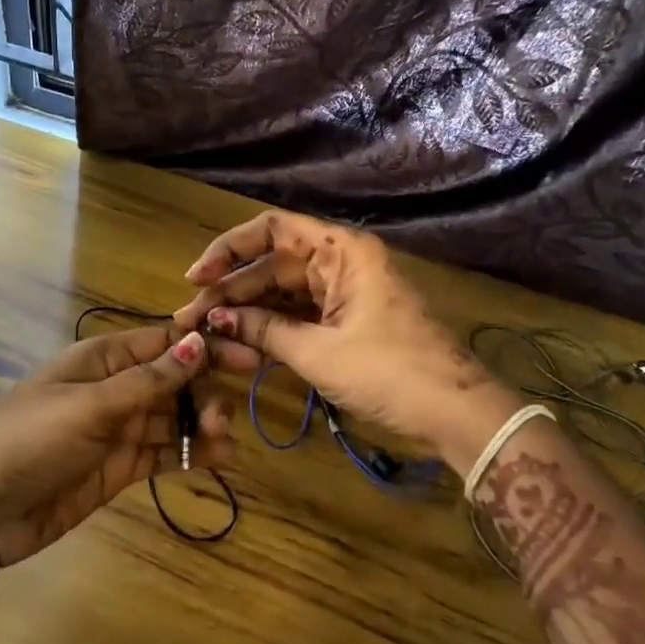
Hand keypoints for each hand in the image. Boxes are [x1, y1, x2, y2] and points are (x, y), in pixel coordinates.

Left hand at [0, 326, 241, 576]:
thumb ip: (147, 380)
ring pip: (173, 418)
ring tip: (224, 440)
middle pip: (174, 379)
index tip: (247, 352)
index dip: (204, 344)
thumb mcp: (88, 406)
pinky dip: (192, 454)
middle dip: (205, 389)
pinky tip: (219, 459)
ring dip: (202, 424)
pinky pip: (164, 453)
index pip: (163, 341)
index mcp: (102, 359)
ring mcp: (117, 429)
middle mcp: (114, 388)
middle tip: (229, 413)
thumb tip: (197, 342)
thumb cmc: (27, 440)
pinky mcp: (119, 467)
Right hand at [172, 211, 521, 470]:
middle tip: (189, 320)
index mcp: (341, 251)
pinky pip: (299, 314)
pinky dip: (271, 327)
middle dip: (230, 292)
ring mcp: (344, 292)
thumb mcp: (319, 352)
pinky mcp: (346, 320)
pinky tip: (239, 341)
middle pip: (272, 265)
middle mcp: (340, 262)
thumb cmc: (389, 372)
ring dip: (246, 311)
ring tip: (205, 333)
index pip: (271, 230)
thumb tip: (213, 321)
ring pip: (282, 292)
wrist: (455, 413)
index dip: (228, 250)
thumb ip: (263, 331)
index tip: (197, 279)